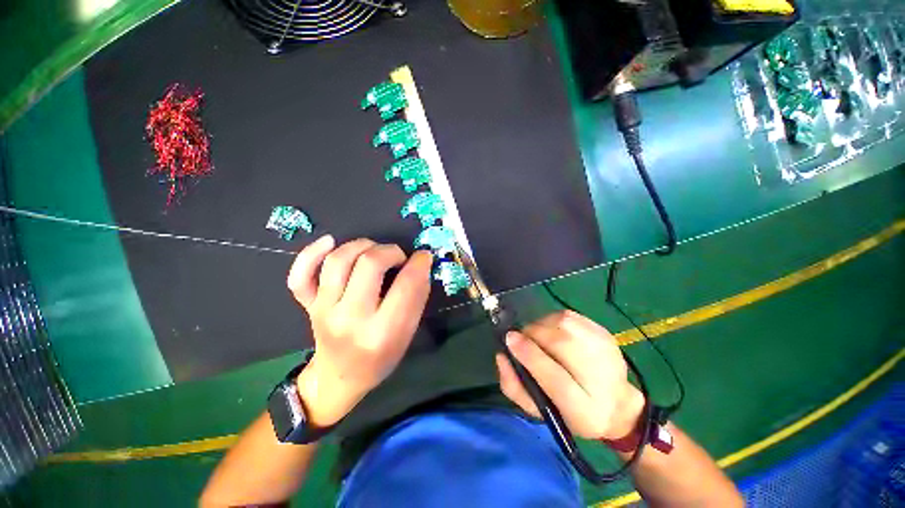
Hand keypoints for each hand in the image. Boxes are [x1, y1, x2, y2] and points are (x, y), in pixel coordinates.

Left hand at [287, 235, 432, 427]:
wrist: (339, 377)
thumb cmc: (381, 359)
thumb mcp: (408, 334)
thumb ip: (417, 298)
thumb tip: (421, 263)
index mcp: (382, 333)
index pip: (406, 285)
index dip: (420, 263)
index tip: (424, 257)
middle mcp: (350, 319)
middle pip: (369, 264)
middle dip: (391, 251)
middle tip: (399, 258)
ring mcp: (323, 311)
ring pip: (338, 260)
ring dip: (363, 246)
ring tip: (374, 252)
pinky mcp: (307, 306)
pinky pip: (300, 275)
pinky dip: (311, 253)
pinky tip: (329, 242)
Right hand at [496, 310, 644, 440]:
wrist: (616, 404)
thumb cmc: (570, 410)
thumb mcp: (539, 411)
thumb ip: (515, 387)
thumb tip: (501, 356)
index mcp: (584, 410)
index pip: (556, 380)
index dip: (530, 356)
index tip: (509, 340)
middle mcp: (602, 379)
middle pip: (560, 343)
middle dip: (532, 336)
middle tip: (523, 341)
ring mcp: (605, 350)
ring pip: (563, 323)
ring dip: (541, 326)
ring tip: (538, 337)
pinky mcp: (604, 332)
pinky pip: (569, 316)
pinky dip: (553, 320)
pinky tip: (553, 331)